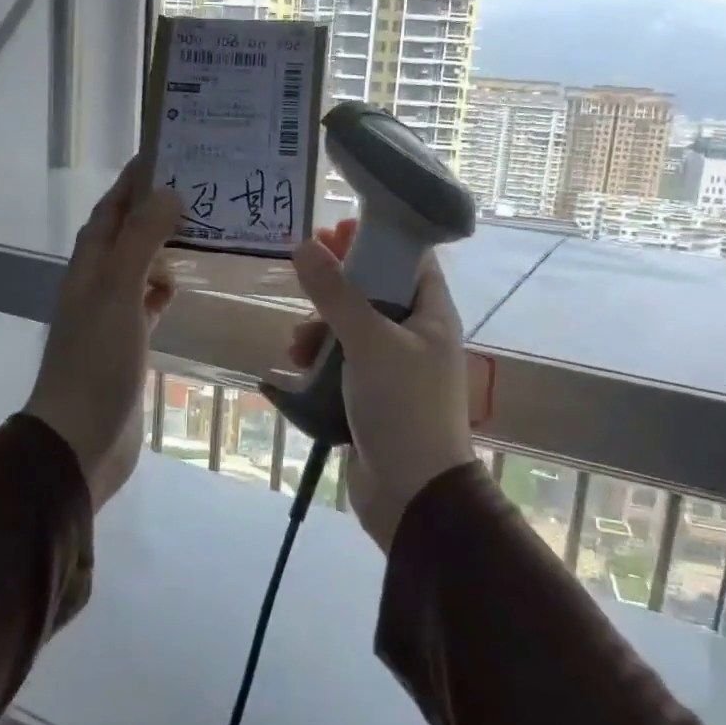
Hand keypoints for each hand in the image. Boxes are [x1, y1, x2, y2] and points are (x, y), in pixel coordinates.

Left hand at [24, 158, 180, 509]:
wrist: (81, 439)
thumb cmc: (97, 362)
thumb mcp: (118, 293)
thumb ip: (141, 241)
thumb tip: (168, 193)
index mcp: (89, 267)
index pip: (111, 210)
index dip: (132, 181)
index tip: (166, 152)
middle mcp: (98, 285)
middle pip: (126, 234)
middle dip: (154, 208)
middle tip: (199, 187)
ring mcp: (113, 316)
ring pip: (141, 268)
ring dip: (164, 246)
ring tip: (204, 227)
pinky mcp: (129, 345)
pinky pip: (150, 303)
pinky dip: (167, 288)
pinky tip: (188, 283)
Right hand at [285, 221, 474, 552]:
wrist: (413, 495)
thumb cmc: (404, 407)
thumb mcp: (370, 343)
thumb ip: (336, 294)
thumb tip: (304, 245)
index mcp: (431, 315)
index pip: (409, 260)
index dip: (375, 240)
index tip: (336, 230)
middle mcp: (415, 336)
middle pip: (374, 291)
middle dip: (337, 285)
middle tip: (305, 269)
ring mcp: (393, 368)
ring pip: (351, 329)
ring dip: (321, 327)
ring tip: (297, 342)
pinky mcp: (371, 396)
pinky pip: (341, 364)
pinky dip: (318, 361)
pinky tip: (294, 370)